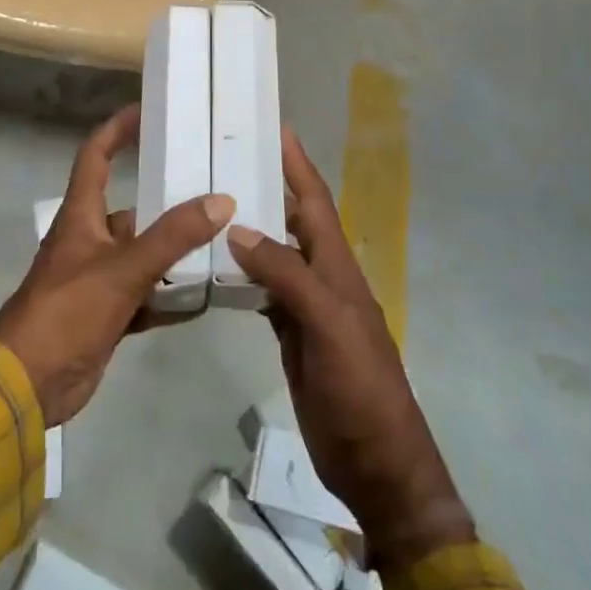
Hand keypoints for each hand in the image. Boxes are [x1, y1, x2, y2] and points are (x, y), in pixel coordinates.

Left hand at [0, 103, 233, 426]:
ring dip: (174, 251)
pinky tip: (206, 297)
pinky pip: (146, 295)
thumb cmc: (67, 311)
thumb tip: (221, 201)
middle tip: (212, 188)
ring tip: (221, 240)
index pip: (96, 156)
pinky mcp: (107, 314)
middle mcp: (89, 239)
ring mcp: (98, 279)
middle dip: (167, 200)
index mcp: (82, 215)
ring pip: (143, 254)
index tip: (147, 112)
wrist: (26, 386)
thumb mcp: (123, 268)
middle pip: (132, 208)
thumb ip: (172, 237)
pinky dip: (171, 295)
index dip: (118, 129)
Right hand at [227, 128, 474, 572]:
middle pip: (293, 220)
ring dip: (252, 227)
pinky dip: (244, 272)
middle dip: (269, 186)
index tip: (275, 126)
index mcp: (337, 266)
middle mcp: (323, 276)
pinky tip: (219, 265)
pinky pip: (265, 290)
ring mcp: (308, 306)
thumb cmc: (360, 388)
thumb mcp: (328, 325)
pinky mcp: (293, 334)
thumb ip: (287, 275)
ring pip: (276, 253)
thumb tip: (240, 228)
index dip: (297, 164)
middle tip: (227, 159)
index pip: (315, 202)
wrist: (376, 462)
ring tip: (214, 203)